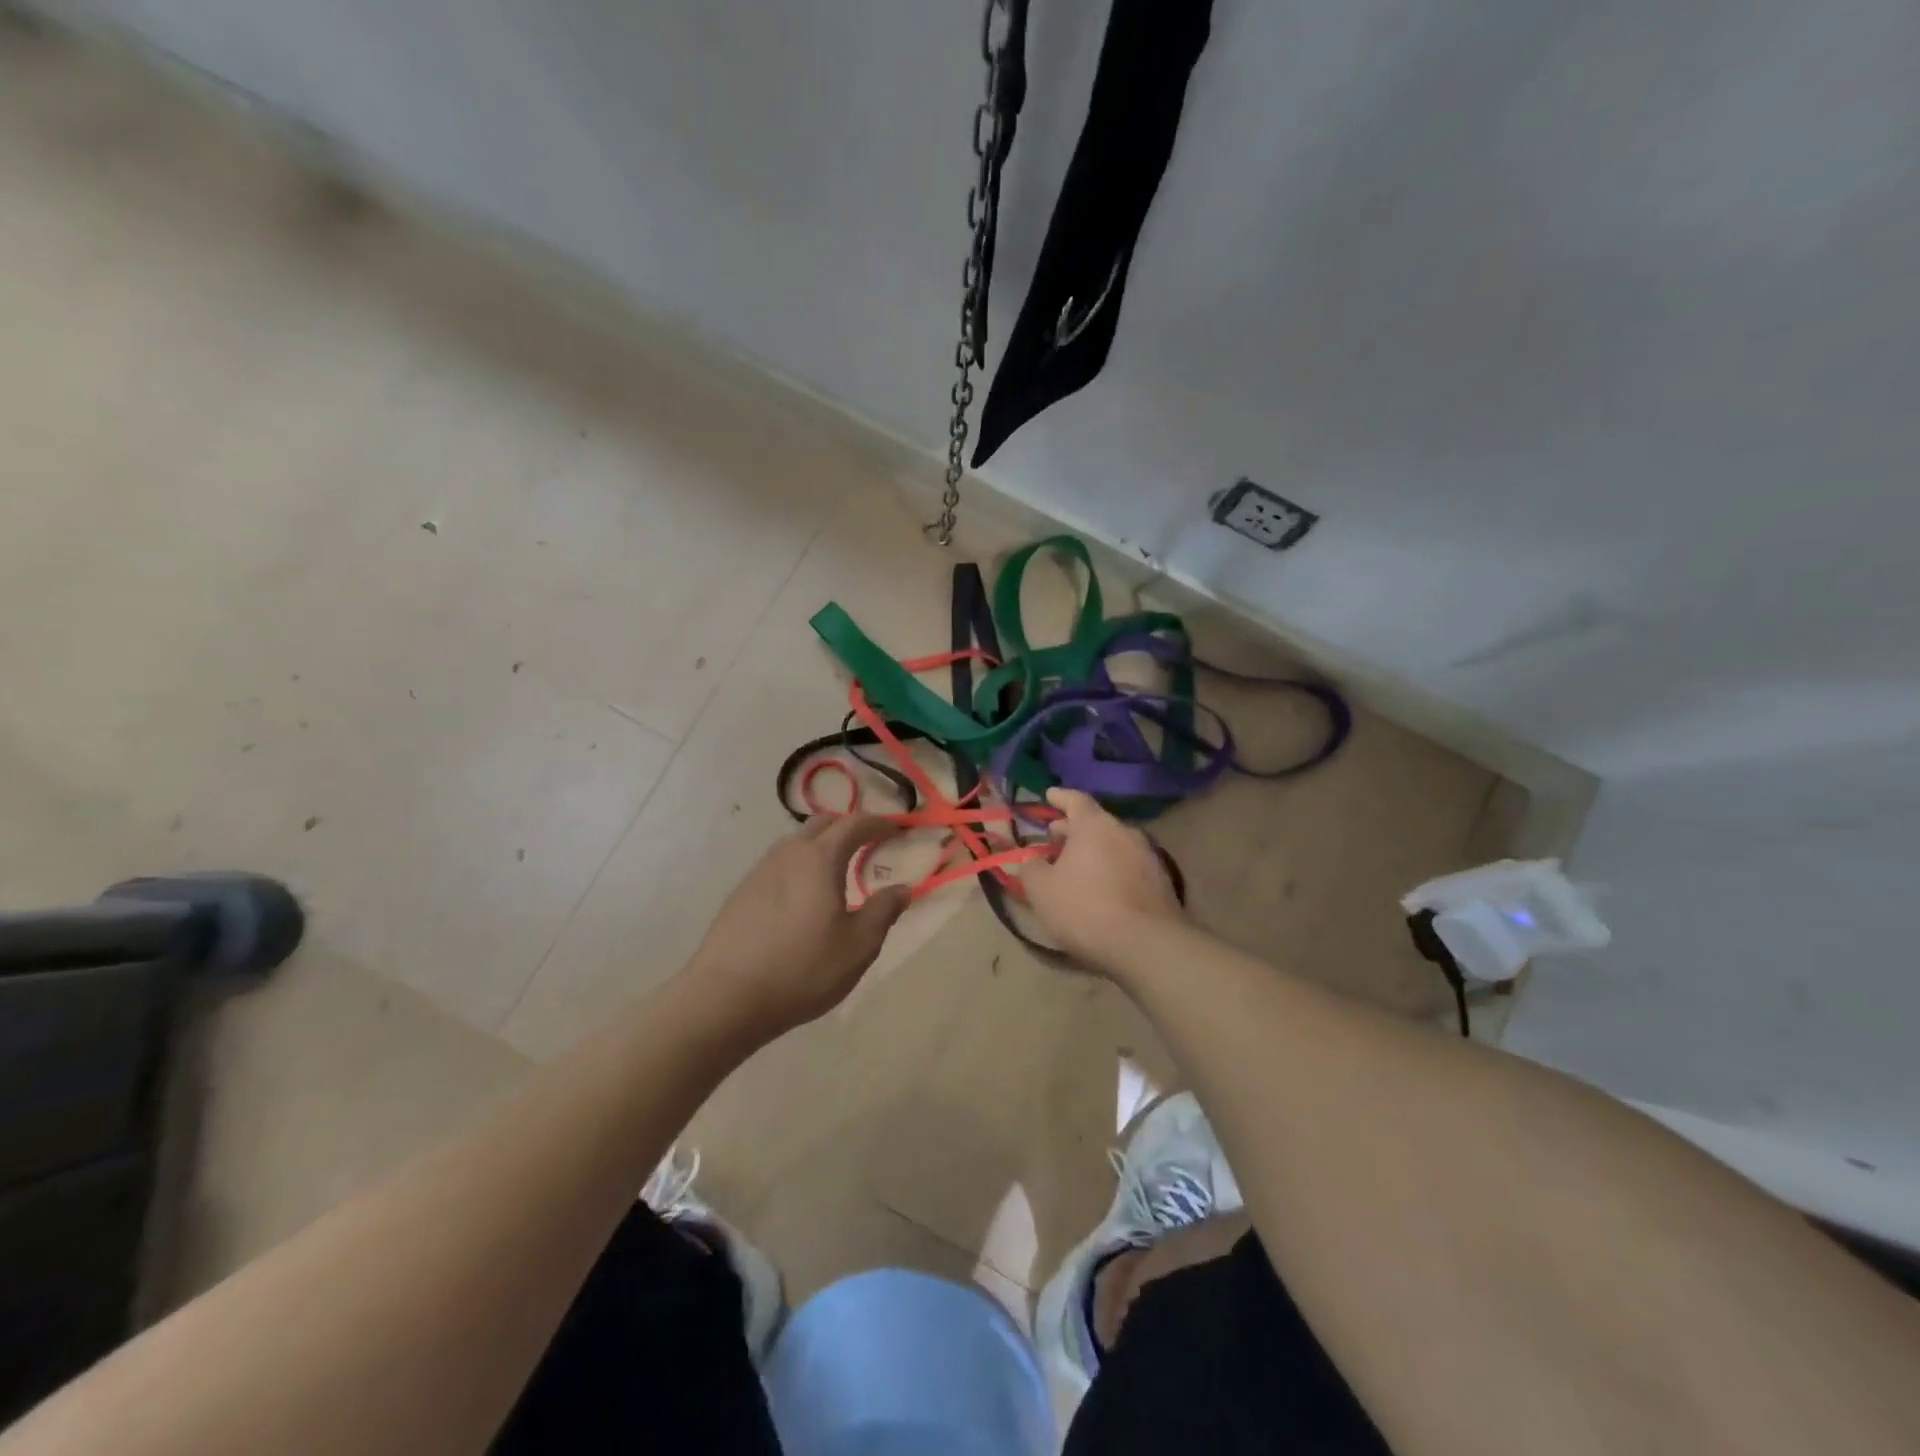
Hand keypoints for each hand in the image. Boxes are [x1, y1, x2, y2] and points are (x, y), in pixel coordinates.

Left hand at [686, 814, 911, 1039]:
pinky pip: (779, 864)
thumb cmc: (803, 969)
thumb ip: (883, 911)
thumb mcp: (859, 946)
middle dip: (848, 826)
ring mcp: (760, 871)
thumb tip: (901, 889)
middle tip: (868, 843)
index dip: (879, 823)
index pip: (854, 824)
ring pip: (796, 842)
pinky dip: (800, 865)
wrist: (726, 998)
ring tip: (837, 870)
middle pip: (821, 824)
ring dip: (821, 845)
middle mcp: (788, 854)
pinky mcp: (741, 893)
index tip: (896, 829)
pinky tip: (803, 896)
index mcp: (820, 859)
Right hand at [1021, 788, 1183, 970]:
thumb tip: (1032, 860)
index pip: (1076, 800)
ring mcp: (1147, 856)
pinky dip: (1111, 868)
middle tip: (1055, 837)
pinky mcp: (1161, 882)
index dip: (1060, 797)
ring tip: (1076, 866)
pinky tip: (1101, 888)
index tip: (1049, 795)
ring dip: (1094, 850)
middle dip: (1073, 828)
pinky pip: (1128, 865)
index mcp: (1094, 825)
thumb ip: (1031, 868)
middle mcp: (1124, 832)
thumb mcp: (1042, 890)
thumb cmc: (1085, 909)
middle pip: (1096, 822)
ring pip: (1114, 844)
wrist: (1146, 945)